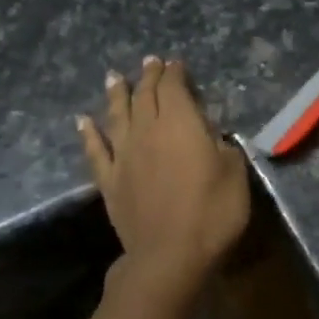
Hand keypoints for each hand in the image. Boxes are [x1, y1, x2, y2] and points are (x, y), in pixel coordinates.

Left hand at [78, 58, 250, 294]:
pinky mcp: (110, 181)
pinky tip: (83, 121)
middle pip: (145, 96)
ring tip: (114, 77)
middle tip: (150, 62)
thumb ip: (224, 147)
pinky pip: (95, 151)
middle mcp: (147, 131)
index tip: (176, 64)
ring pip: (117, 115)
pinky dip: (88, 133)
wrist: (169, 256)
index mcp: (181, 124)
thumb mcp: (235, 174)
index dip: (175, 73)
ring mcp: (124, 156)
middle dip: (149, 76)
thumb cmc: (211, 213)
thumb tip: (212, 134)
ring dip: (116, 94)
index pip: (174, 88)